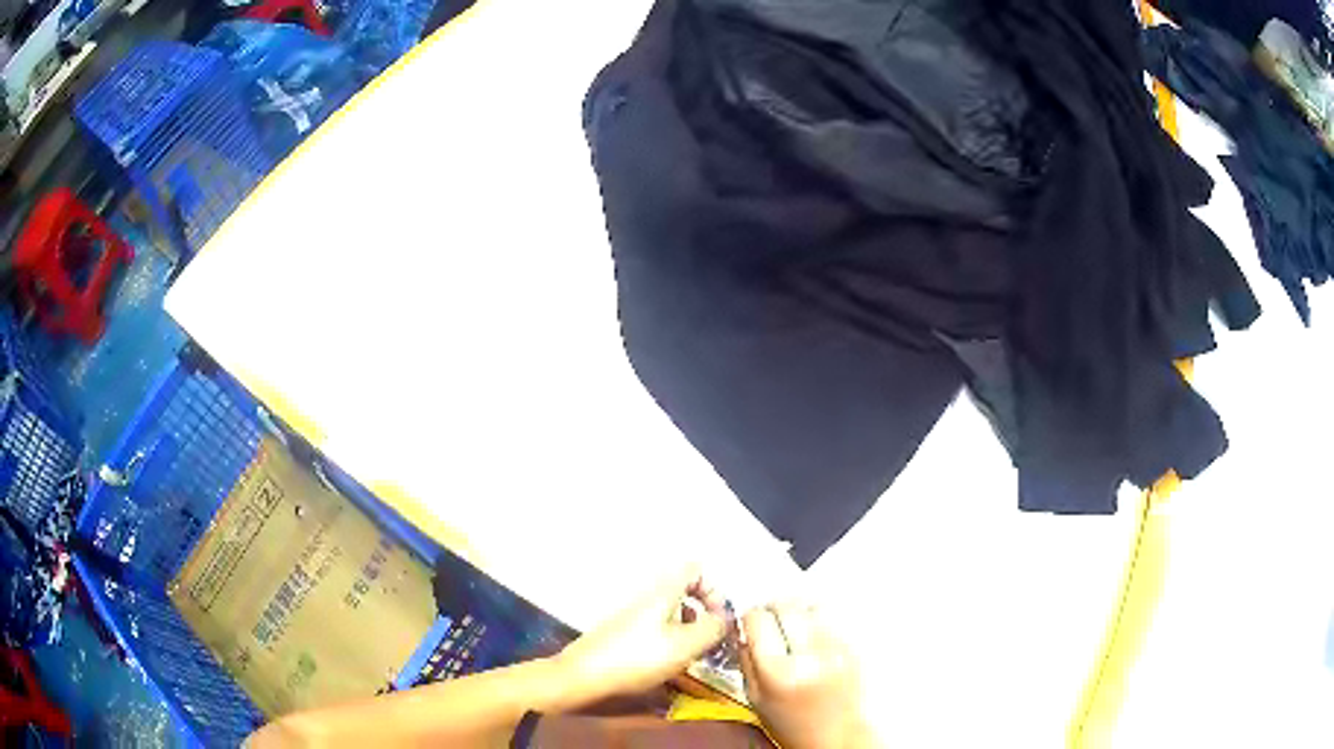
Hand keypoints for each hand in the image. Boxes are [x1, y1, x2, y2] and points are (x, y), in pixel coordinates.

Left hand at [556, 566, 727, 698]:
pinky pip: (658, 630)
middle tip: (711, 641)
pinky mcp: (624, 636)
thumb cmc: (637, 658)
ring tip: (694, 656)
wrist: (584, 677)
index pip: (695, 569)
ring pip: (672, 614)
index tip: (719, 616)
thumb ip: (712, 628)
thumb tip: (726, 617)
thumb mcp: (685, 645)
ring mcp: (634, 617)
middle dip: (704, 615)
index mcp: (663, 593)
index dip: (713, 588)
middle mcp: (648, 599)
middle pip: (685, 594)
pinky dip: (671, 642)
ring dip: (689, 631)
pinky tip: (670, 664)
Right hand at [741, 603, 877, 748]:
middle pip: (786, 606)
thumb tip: (743, 628)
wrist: (835, 736)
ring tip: (790, 623)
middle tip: (767, 618)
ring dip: (797, 609)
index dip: (750, 617)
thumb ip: (746, 661)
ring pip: (811, 606)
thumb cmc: (791, 724)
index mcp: (778, 671)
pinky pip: (831, 618)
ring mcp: (835, 649)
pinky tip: (810, 634)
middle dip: (772, 608)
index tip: (749, 623)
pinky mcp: (852, 647)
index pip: (759, 619)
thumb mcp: (754, 698)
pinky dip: (816, 619)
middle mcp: (809, 655)